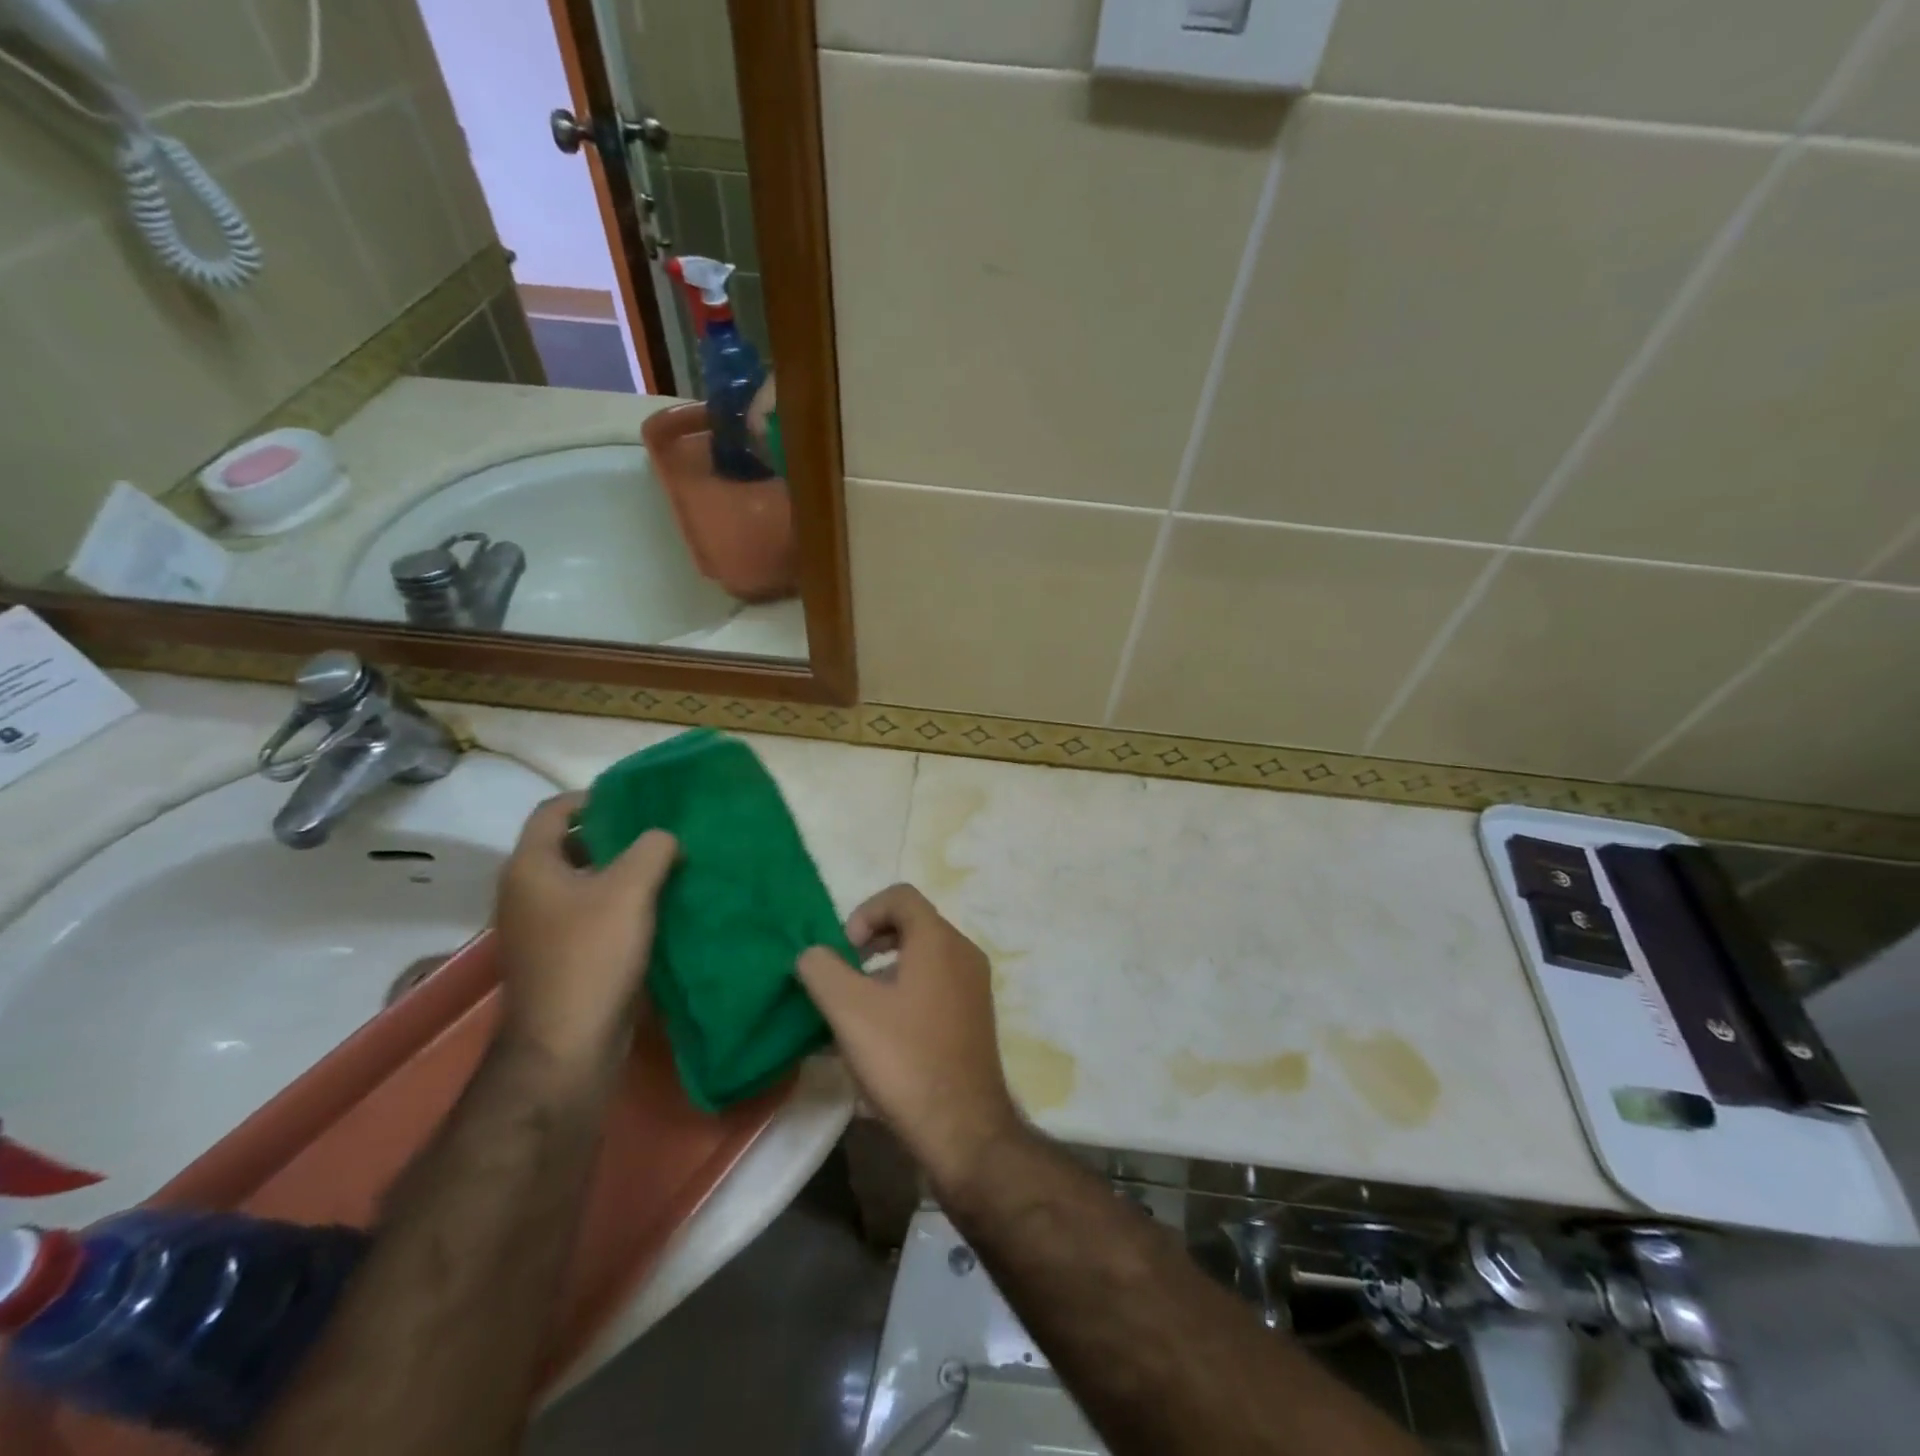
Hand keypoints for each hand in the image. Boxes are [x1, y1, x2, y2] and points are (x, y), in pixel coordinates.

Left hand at [494, 794, 677, 1072]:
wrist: (566, 1044)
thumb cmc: (592, 955)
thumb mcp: (630, 889)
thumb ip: (653, 848)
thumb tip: (665, 837)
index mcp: (531, 867)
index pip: (554, 811)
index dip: (593, 797)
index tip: (635, 799)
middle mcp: (526, 892)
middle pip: (569, 845)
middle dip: (614, 835)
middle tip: (659, 831)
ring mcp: (540, 928)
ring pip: (582, 882)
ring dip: (620, 871)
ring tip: (666, 866)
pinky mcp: (558, 956)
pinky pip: (588, 913)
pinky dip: (618, 903)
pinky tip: (655, 907)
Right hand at [797, 885, 1022, 1191]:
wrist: (963, 1128)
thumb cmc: (905, 1058)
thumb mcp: (849, 1010)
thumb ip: (821, 970)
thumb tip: (812, 954)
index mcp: (939, 940)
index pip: (900, 896)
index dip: (864, 913)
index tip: (844, 953)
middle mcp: (963, 953)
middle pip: (912, 925)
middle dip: (871, 944)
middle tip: (845, 977)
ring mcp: (973, 987)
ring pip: (922, 959)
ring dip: (884, 973)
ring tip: (855, 1012)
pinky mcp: (974, 1018)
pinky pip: (934, 987)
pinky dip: (904, 995)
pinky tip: (879, 1037)